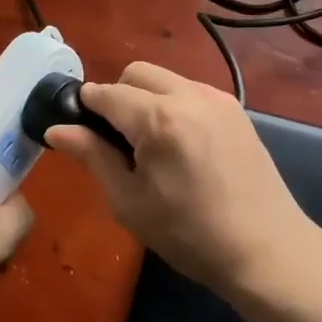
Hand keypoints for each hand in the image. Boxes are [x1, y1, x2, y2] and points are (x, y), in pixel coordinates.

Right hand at [46, 61, 311, 292]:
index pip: (106, 93)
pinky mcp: (235, 108)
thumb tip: (56, 129)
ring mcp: (216, 98)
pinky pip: (191, 90)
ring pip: (165, 78)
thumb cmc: (189, 234)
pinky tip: (181, 144)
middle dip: (117, 95)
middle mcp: (188, 95)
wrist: (265, 249)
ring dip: (146, 97)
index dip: (86, 107)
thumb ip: (93, 156)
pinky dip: (174, 103)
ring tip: (151, 144)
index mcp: (158, 119)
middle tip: (118, 140)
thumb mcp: (130, 202)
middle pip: (136, 72)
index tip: (80, 128)